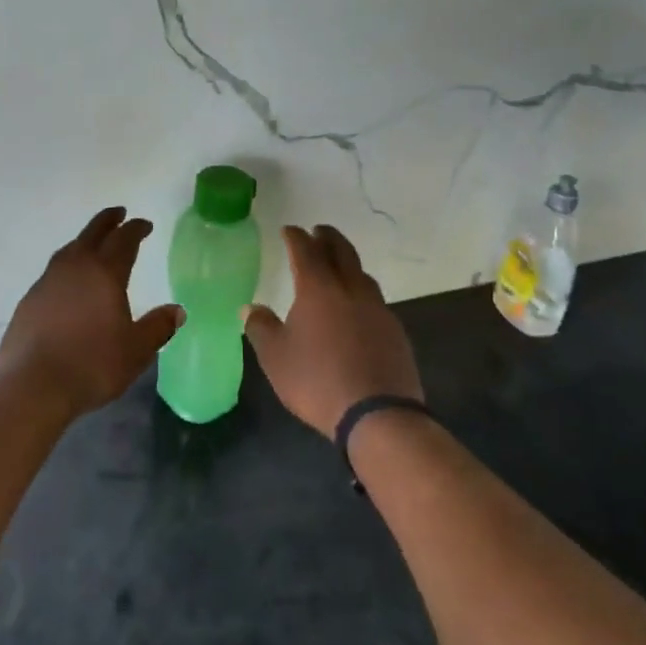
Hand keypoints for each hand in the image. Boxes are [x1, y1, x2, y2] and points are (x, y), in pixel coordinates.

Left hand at [0, 207, 185, 419]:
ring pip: (69, 249)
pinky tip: (69, 282)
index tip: (145, 225)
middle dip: (108, 221)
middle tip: (119, 213)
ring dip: (85, 241)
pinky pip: (53, 271)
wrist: (32, 385)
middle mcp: (75, 267)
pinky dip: (67, 266)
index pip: (124, 240)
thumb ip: (158, 327)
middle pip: (93, 233)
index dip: (136, 229)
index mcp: (105, 273)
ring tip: (93, 244)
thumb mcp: (136, 351)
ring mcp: (48, 281)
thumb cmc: (92, 365)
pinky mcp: (29, 299)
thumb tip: (177, 310)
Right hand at [244, 224, 422, 439]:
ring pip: (362, 274)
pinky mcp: (395, 331)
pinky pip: (375, 301)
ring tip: (338, 268)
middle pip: (341, 251)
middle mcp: (350, 289)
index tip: (289, 230)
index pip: (306, 251)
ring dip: (348, 263)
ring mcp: (377, 309)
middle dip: (328, 238)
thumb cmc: (317, 381)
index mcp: (318, 289)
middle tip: (318, 231)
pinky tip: (357, 309)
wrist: (378, 415)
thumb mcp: (276, 357)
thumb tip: (250, 309)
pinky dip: (361, 293)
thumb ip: (261, 328)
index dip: (296, 237)